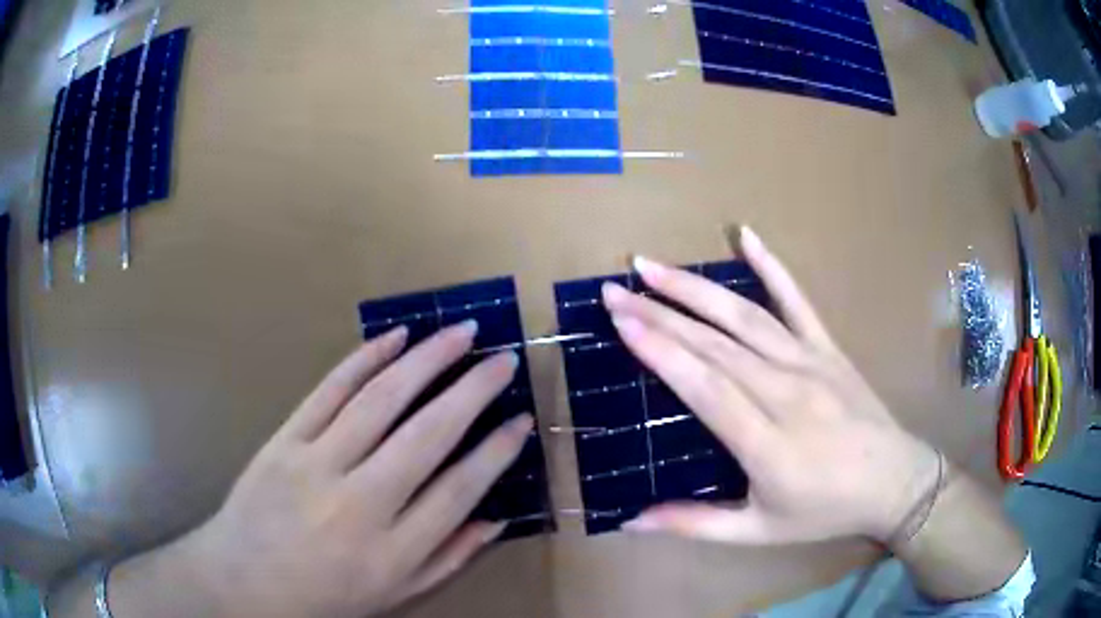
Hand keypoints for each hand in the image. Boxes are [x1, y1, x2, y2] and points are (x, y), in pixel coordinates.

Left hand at [178, 323, 531, 617]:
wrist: (245, 579)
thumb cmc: (326, 596)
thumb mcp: (396, 595)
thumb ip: (449, 558)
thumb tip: (496, 518)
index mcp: (393, 551)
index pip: (460, 490)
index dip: (497, 452)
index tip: (522, 420)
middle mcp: (360, 503)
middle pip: (427, 435)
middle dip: (474, 391)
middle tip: (504, 359)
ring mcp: (317, 463)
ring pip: (380, 400)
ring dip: (426, 361)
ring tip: (460, 333)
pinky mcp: (285, 439)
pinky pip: (329, 391)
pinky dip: (364, 359)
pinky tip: (395, 337)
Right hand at [600, 228, 939, 545]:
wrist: (894, 482)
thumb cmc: (824, 511)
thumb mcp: (758, 532)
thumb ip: (695, 525)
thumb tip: (632, 521)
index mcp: (768, 444)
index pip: (706, 387)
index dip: (662, 351)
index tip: (623, 321)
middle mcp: (787, 393)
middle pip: (716, 344)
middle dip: (661, 312)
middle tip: (617, 289)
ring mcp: (811, 362)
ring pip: (746, 316)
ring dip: (696, 288)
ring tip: (653, 266)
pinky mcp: (828, 347)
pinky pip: (798, 299)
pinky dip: (771, 265)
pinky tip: (746, 235)